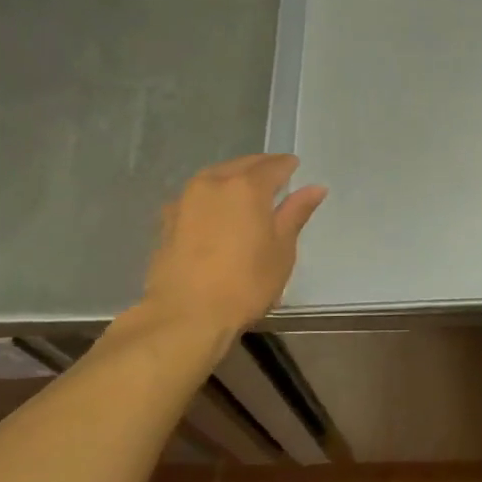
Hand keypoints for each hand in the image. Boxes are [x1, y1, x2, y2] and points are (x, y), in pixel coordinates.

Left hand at [140, 154, 327, 335]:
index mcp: (246, 186)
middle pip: (241, 166)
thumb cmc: (245, 283)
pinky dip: (211, 198)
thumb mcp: (282, 250)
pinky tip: (216, 214)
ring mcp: (185, 199)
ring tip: (246, 195)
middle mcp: (213, 183)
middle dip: (260, 168)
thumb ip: (295, 213)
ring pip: (215, 177)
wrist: (186, 315)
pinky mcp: (167, 219)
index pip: (273, 165)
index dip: (287, 166)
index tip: (295, 169)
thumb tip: (315, 188)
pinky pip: (196, 197)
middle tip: (274, 179)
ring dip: (233, 179)